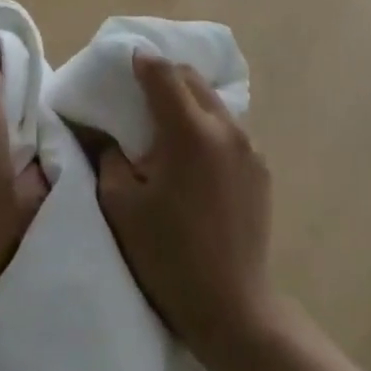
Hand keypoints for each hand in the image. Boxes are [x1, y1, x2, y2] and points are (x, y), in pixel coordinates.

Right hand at [98, 53, 277, 365]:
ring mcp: (249, 147)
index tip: (124, 61)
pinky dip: (206, 124)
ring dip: (187, 99)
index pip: (162, 73)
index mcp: (189, 131)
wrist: (233, 309)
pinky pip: (228, 128)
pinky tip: (192, 152)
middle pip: (191, 79)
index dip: (140, 62)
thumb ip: (110, 155)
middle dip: (164, 75)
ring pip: (213, 101)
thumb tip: (109, 131)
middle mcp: (225, 128)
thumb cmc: (168, 256)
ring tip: (165, 120)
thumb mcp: (121, 204)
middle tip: (139, 90)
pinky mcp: (261, 168)